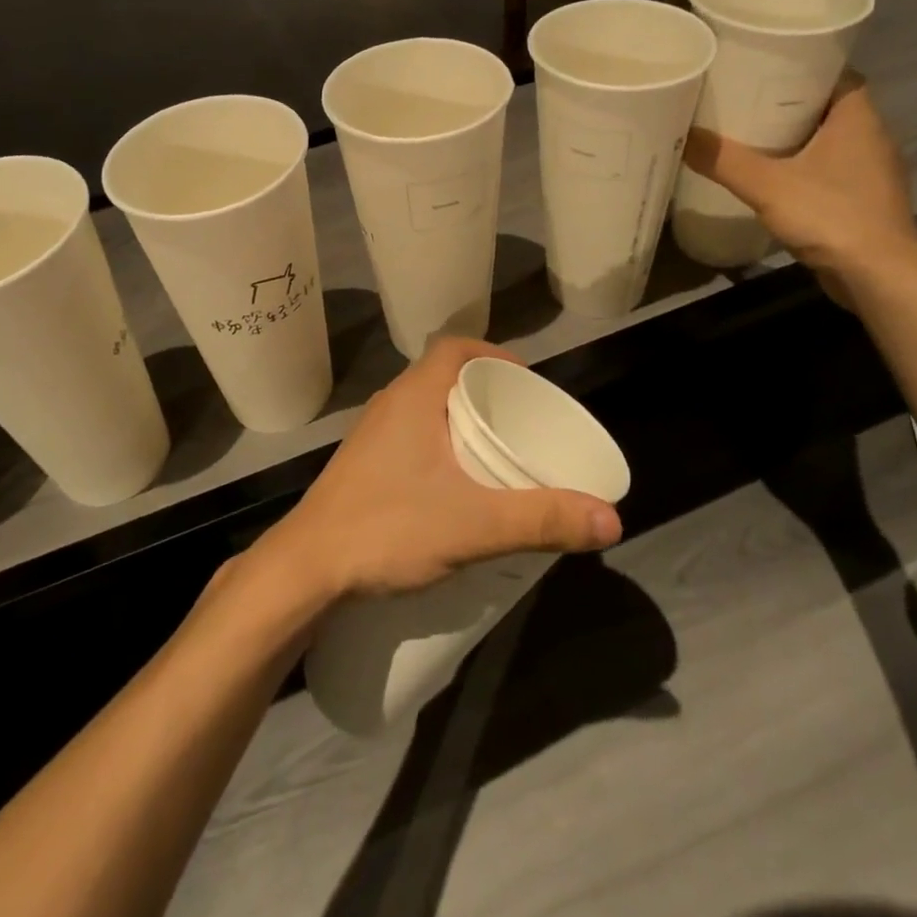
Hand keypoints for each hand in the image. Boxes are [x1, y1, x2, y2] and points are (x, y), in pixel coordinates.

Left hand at [257, 337, 622, 602]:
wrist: (304, 568)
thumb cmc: (386, 528)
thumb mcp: (473, 526)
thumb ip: (541, 520)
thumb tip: (612, 520)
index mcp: (413, 397)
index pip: (455, 347)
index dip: (493, 353)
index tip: (525, 382)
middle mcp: (390, 405)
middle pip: (444, 377)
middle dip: (486, 392)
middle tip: (522, 422)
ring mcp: (372, 436)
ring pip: (426, 409)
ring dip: (461, 421)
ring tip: (497, 451)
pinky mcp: (363, 466)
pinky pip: (411, 437)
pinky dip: (440, 445)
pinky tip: (456, 485)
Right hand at [681, 72, 916, 303]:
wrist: (878, 277)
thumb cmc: (831, 217)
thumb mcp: (767, 186)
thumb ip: (724, 160)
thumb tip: (682, 135)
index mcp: (859, 118)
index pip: (837, 73)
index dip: (804, 66)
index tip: (767, 68)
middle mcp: (872, 137)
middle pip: (829, 106)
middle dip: (791, 103)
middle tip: (747, 101)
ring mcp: (872, 171)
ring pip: (830, 140)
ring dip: (798, 137)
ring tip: (752, 136)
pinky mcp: (865, 200)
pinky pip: (832, 170)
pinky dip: (805, 167)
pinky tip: (774, 178)